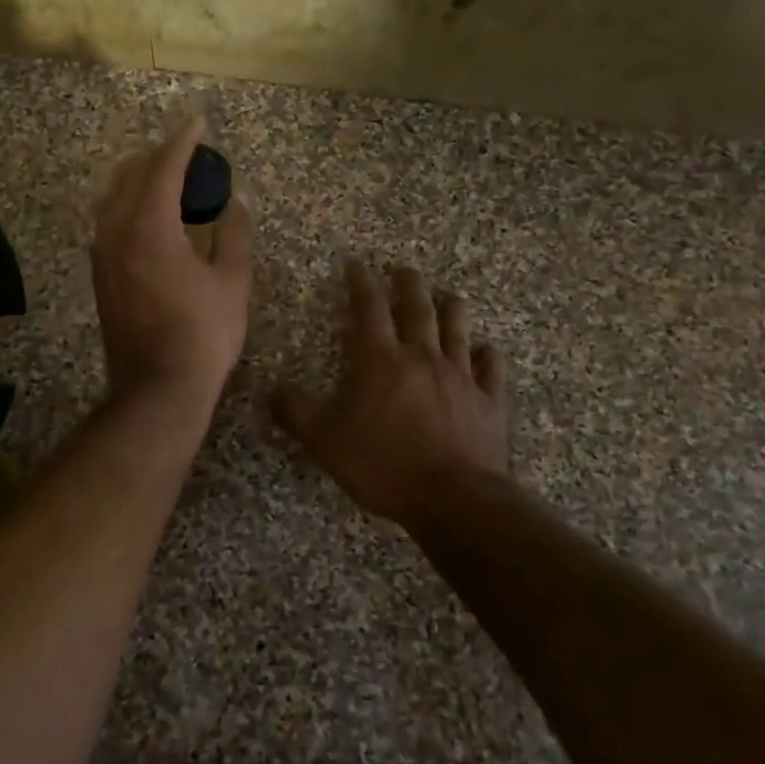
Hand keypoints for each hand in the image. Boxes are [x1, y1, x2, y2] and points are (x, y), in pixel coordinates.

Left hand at [92, 117, 251, 413]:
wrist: (157, 389)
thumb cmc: (203, 335)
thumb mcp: (232, 282)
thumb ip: (234, 235)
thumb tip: (237, 202)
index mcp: (150, 227)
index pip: (164, 167)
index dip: (182, 140)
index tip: (197, 120)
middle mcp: (116, 232)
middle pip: (130, 175)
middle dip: (157, 155)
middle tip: (185, 149)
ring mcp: (102, 254)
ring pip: (113, 197)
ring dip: (138, 178)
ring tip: (167, 176)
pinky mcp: (99, 275)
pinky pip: (109, 221)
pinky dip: (128, 204)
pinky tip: (148, 215)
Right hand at [273, 262, 508, 525]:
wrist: (453, 497)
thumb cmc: (383, 464)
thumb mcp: (324, 440)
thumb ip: (296, 412)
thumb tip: (273, 390)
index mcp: (380, 360)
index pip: (368, 310)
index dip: (361, 284)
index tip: (357, 266)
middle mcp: (422, 358)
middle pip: (417, 311)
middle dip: (409, 286)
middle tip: (406, 269)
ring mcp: (461, 378)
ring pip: (458, 332)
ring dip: (453, 310)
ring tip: (451, 295)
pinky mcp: (489, 402)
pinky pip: (491, 371)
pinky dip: (490, 357)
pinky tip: (489, 350)